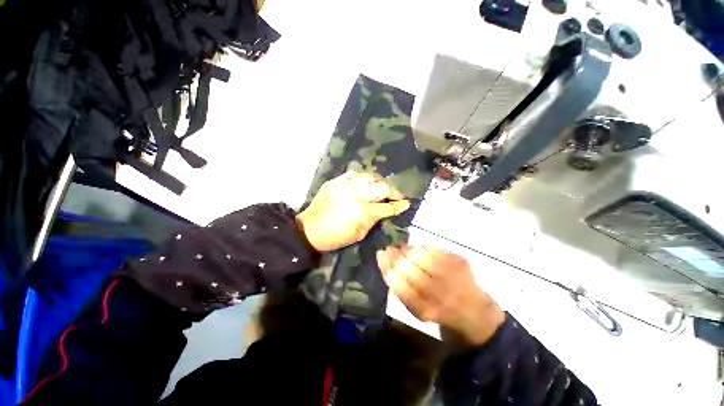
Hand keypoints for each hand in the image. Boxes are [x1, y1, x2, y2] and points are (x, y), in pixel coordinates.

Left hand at [296, 171, 410, 251]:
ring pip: (370, 177)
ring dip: (379, 182)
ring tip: (381, 187)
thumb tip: (383, 211)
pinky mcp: (335, 181)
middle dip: (393, 191)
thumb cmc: (335, 237)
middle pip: (382, 187)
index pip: (387, 207)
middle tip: (396, 195)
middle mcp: (357, 194)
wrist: (309, 230)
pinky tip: (364, 182)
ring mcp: (345, 185)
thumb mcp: (359, 234)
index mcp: (363, 211)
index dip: (399, 205)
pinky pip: (354, 174)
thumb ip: (373, 220)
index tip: (406, 203)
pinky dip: (362, 177)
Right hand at [377, 245, 505, 345]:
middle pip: (406, 266)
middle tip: (388, 248)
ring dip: (405, 248)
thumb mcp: (416, 310)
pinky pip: (433, 248)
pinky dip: (421, 246)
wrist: (475, 313)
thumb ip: (400, 290)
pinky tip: (418, 248)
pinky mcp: (459, 261)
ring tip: (401, 248)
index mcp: (423, 308)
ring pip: (418, 254)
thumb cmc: (439, 311)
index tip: (380, 255)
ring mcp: (450, 275)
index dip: (386, 265)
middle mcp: (437, 292)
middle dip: (393, 254)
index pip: (396, 282)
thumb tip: (386, 262)